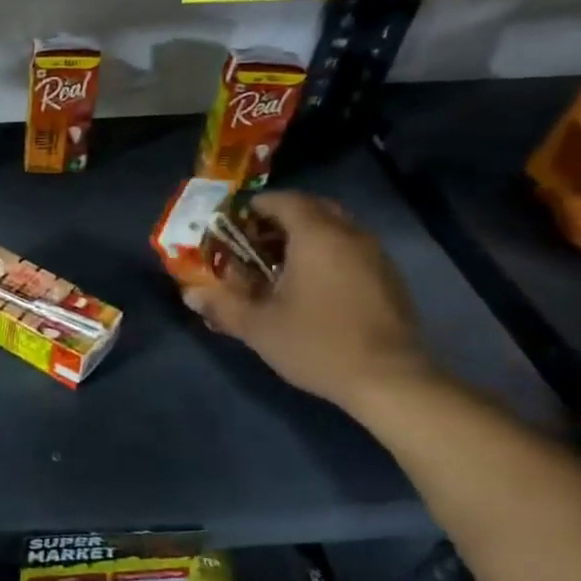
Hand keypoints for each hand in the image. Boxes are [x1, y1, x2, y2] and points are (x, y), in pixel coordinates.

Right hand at [183, 190, 435, 415]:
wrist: (390, 380)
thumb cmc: (317, 343)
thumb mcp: (258, 326)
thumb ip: (222, 305)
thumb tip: (190, 294)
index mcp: (316, 235)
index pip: (284, 200)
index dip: (254, 206)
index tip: (231, 224)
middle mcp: (350, 235)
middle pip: (312, 209)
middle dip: (279, 220)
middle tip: (252, 242)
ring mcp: (375, 256)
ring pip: (334, 229)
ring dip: (303, 238)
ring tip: (276, 266)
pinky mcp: (388, 279)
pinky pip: (349, 249)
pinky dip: (325, 255)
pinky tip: (309, 288)